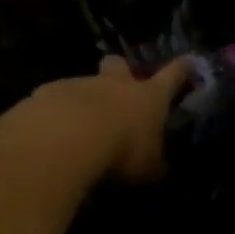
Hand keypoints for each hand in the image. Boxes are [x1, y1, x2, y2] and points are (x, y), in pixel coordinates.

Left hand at [26, 56, 192, 183]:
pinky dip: (52, 114)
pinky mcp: (45, 94)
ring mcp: (78, 85)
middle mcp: (115, 84)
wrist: (63, 139)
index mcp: (148, 96)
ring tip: (75, 130)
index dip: (182, 69)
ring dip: (82, 101)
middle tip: (117, 92)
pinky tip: (48, 136)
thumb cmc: (120, 150)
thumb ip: (154, 166)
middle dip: (119, 73)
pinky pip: (52, 101)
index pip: (173, 75)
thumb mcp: (147, 168)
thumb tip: (163, 170)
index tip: (189, 63)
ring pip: (83, 84)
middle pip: (119, 65)